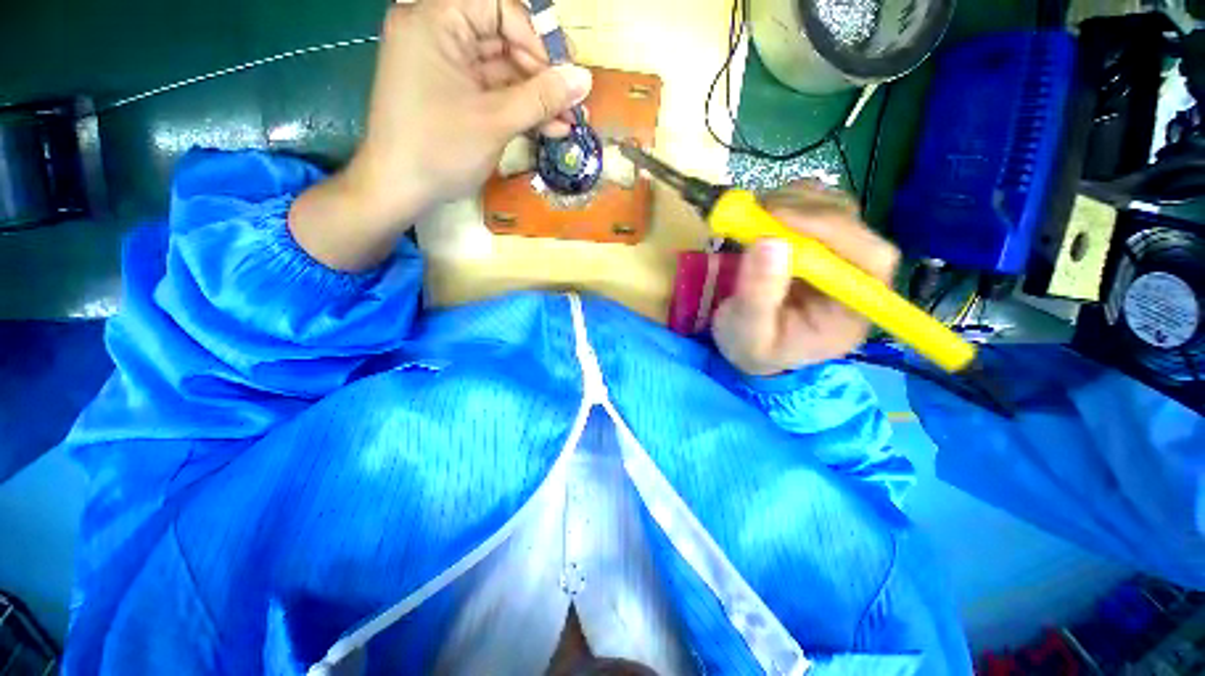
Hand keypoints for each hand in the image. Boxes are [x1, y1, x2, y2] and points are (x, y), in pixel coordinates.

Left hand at [291, 0, 592, 270]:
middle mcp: (436, 33)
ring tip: (567, 123)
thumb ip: (542, 97)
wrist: (398, 190)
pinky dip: (518, 109)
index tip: (562, 77)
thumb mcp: (496, 121)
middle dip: (541, 76)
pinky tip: (547, 128)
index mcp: (435, 21)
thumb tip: (585, 79)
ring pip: (501, 71)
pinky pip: (491, 92)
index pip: (499, 7)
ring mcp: (443, 66)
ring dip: (536, 98)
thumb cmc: (440, 150)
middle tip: (572, 105)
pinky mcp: (451, 94)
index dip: (536, 39)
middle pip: (502, 39)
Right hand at [712, 182, 900, 375]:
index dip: (831, 231)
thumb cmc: (752, 348)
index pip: (870, 260)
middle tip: (757, 210)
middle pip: (855, 227)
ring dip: (796, 201)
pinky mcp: (817, 243)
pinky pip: (816, 207)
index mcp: (852, 311)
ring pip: (837, 209)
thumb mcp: (749, 333)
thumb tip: (769, 242)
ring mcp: (836, 256)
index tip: (778, 218)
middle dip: (806, 212)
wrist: (747, 346)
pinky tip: (763, 213)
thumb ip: (759, 295)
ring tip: (755, 212)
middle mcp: (855, 279)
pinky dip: (790, 200)